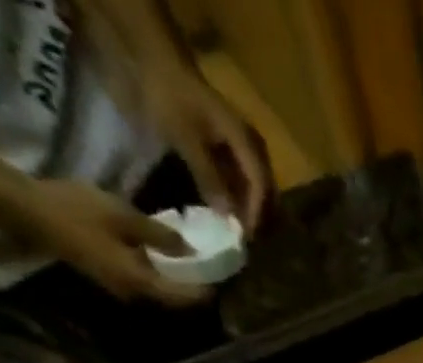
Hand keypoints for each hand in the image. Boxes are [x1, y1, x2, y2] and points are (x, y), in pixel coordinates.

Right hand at [11, 178, 209, 305]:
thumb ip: (160, 235)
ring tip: (193, 262)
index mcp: (140, 282)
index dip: (205, 289)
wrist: (27, 208)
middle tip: (212, 269)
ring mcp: (119, 286)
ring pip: (158, 289)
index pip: (184, 297)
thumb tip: (190, 250)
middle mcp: (133, 293)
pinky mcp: (109, 275)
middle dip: (194, 286)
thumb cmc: (76, 210)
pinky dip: (158, 271)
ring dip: (176, 279)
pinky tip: (164, 255)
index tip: (222, 277)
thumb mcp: (124, 217)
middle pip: (173, 298)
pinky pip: (143, 279)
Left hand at [141, 63, 270, 233]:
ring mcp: (244, 146)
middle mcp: (253, 146)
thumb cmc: (171, 97)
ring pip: (257, 187)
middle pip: (265, 190)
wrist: (157, 60)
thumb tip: (227, 217)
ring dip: (251, 208)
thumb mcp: (187, 140)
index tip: (247, 238)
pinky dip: (240, 196)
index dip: (255, 214)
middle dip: (259, 216)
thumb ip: (209, 178)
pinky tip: (231, 209)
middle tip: (249, 241)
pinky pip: (245, 179)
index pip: (260, 187)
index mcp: (247, 144)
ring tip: (241, 230)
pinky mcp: (233, 148)